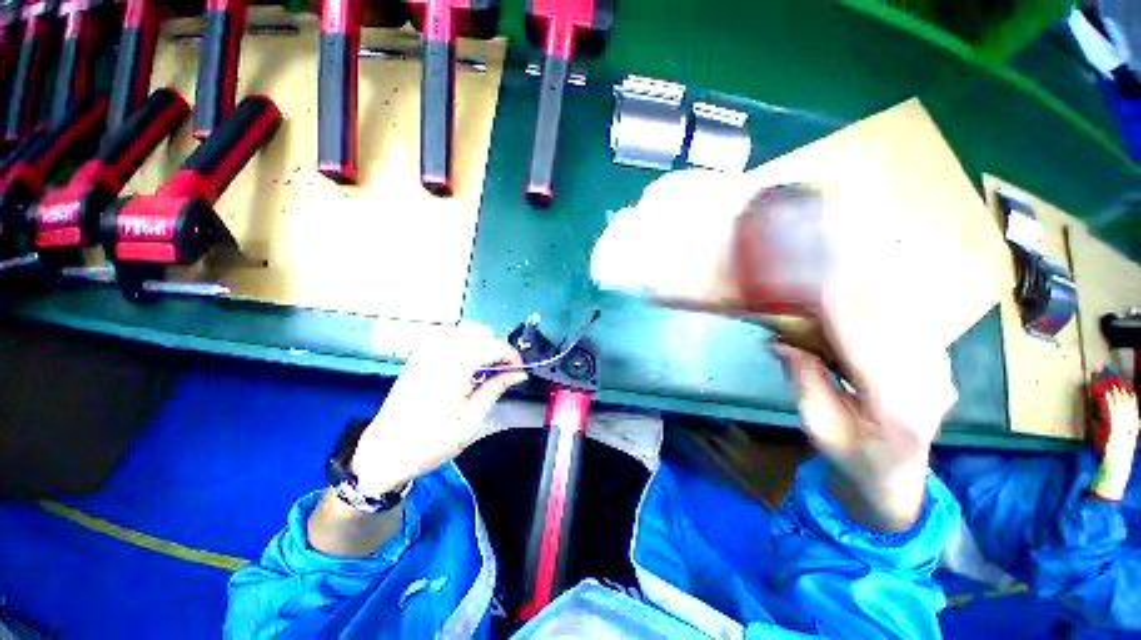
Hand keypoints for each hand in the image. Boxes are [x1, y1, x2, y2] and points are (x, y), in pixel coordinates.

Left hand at [350, 324, 527, 495]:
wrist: (382, 453)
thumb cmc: (428, 445)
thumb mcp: (469, 424)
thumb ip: (494, 390)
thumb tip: (518, 374)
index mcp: (452, 371)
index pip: (492, 346)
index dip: (511, 355)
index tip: (518, 372)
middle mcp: (438, 354)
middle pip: (480, 332)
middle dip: (498, 348)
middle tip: (503, 372)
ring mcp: (426, 352)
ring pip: (466, 332)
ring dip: (483, 344)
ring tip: (487, 370)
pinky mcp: (419, 356)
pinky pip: (451, 338)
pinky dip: (467, 345)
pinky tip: (467, 366)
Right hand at [773, 288, 956, 531]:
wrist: (897, 481)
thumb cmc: (851, 458)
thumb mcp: (817, 426)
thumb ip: (803, 381)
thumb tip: (780, 342)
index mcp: (895, 408)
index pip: (863, 342)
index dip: (836, 309)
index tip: (807, 284)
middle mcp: (928, 384)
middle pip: (886, 321)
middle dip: (846, 295)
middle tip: (807, 284)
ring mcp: (940, 372)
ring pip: (900, 315)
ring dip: (861, 297)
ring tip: (826, 290)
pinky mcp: (939, 363)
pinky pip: (906, 321)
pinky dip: (877, 307)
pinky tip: (854, 307)